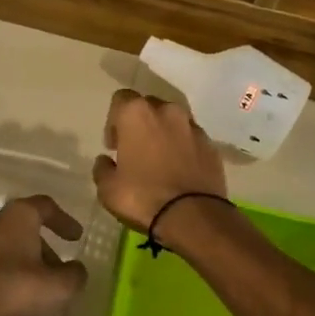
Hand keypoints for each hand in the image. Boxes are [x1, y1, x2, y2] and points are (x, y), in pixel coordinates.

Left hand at [0, 196, 86, 315]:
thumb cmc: (13, 289)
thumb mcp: (58, 287)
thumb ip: (74, 275)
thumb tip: (77, 270)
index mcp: (18, 216)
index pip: (46, 207)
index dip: (64, 221)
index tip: (76, 237)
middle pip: (23, 225)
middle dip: (42, 244)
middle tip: (56, 267)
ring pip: (3, 242)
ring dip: (21, 257)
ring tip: (34, 282)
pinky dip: (1, 268)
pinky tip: (9, 291)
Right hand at [92, 90, 226, 240]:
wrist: (193, 216)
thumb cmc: (142, 197)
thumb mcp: (108, 189)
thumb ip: (103, 168)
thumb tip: (106, 161)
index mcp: (137, 114)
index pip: (121, 99)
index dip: (114, 121)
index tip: (114, 145)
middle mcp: (167, 111)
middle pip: (149, 106)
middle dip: (140, 124)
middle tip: (135, 150)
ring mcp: (193, 127)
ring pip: (173, 121)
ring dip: (164, 134)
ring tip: (160, 161)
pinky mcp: (211, 145)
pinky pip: (191, 139)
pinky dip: (183, 148)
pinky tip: (179, 171)